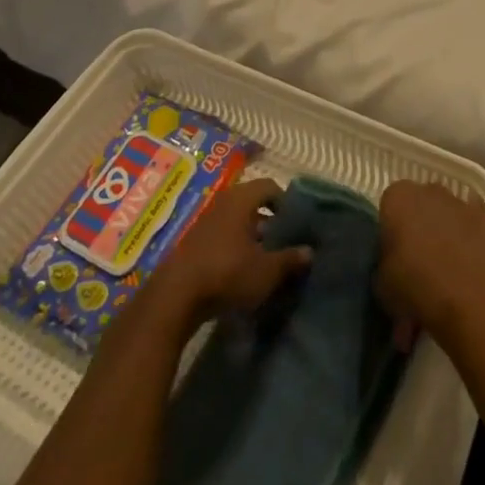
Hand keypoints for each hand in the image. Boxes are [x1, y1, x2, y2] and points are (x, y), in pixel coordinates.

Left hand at [155, 178, 311, 329]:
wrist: (174, 298)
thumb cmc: (227, 273)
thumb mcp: (266, 271)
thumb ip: (290, 259)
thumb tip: (309, 251)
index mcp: (242, 199)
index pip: (269, 186)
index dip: (285, 201)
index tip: (295, 222)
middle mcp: (223, 203)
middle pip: (251, 203)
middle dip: (268, 220)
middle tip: (282, 240)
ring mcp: (204, 223)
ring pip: (235, 221)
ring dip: (250, 236)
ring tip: (264, 258)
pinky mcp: (192, 244)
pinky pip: (221, 237)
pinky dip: (233, 247)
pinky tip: (241, 271)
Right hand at [374, 182, 484, 347]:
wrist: (468, 302)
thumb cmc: (415, 288)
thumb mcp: (381, 282)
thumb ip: (385, 259)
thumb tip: (393, 259)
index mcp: (397, 198)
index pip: (388, 204)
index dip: (389, 228)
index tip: (391, 252)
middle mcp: (427, 189)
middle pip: (417, 202)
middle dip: (415, 223)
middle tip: (414, 257)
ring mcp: (457, 201)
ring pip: (443, 208)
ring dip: (440, 225)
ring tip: (441, 262)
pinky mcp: (483, 216)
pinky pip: (468, 218)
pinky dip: (465, 230)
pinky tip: (464, 254)